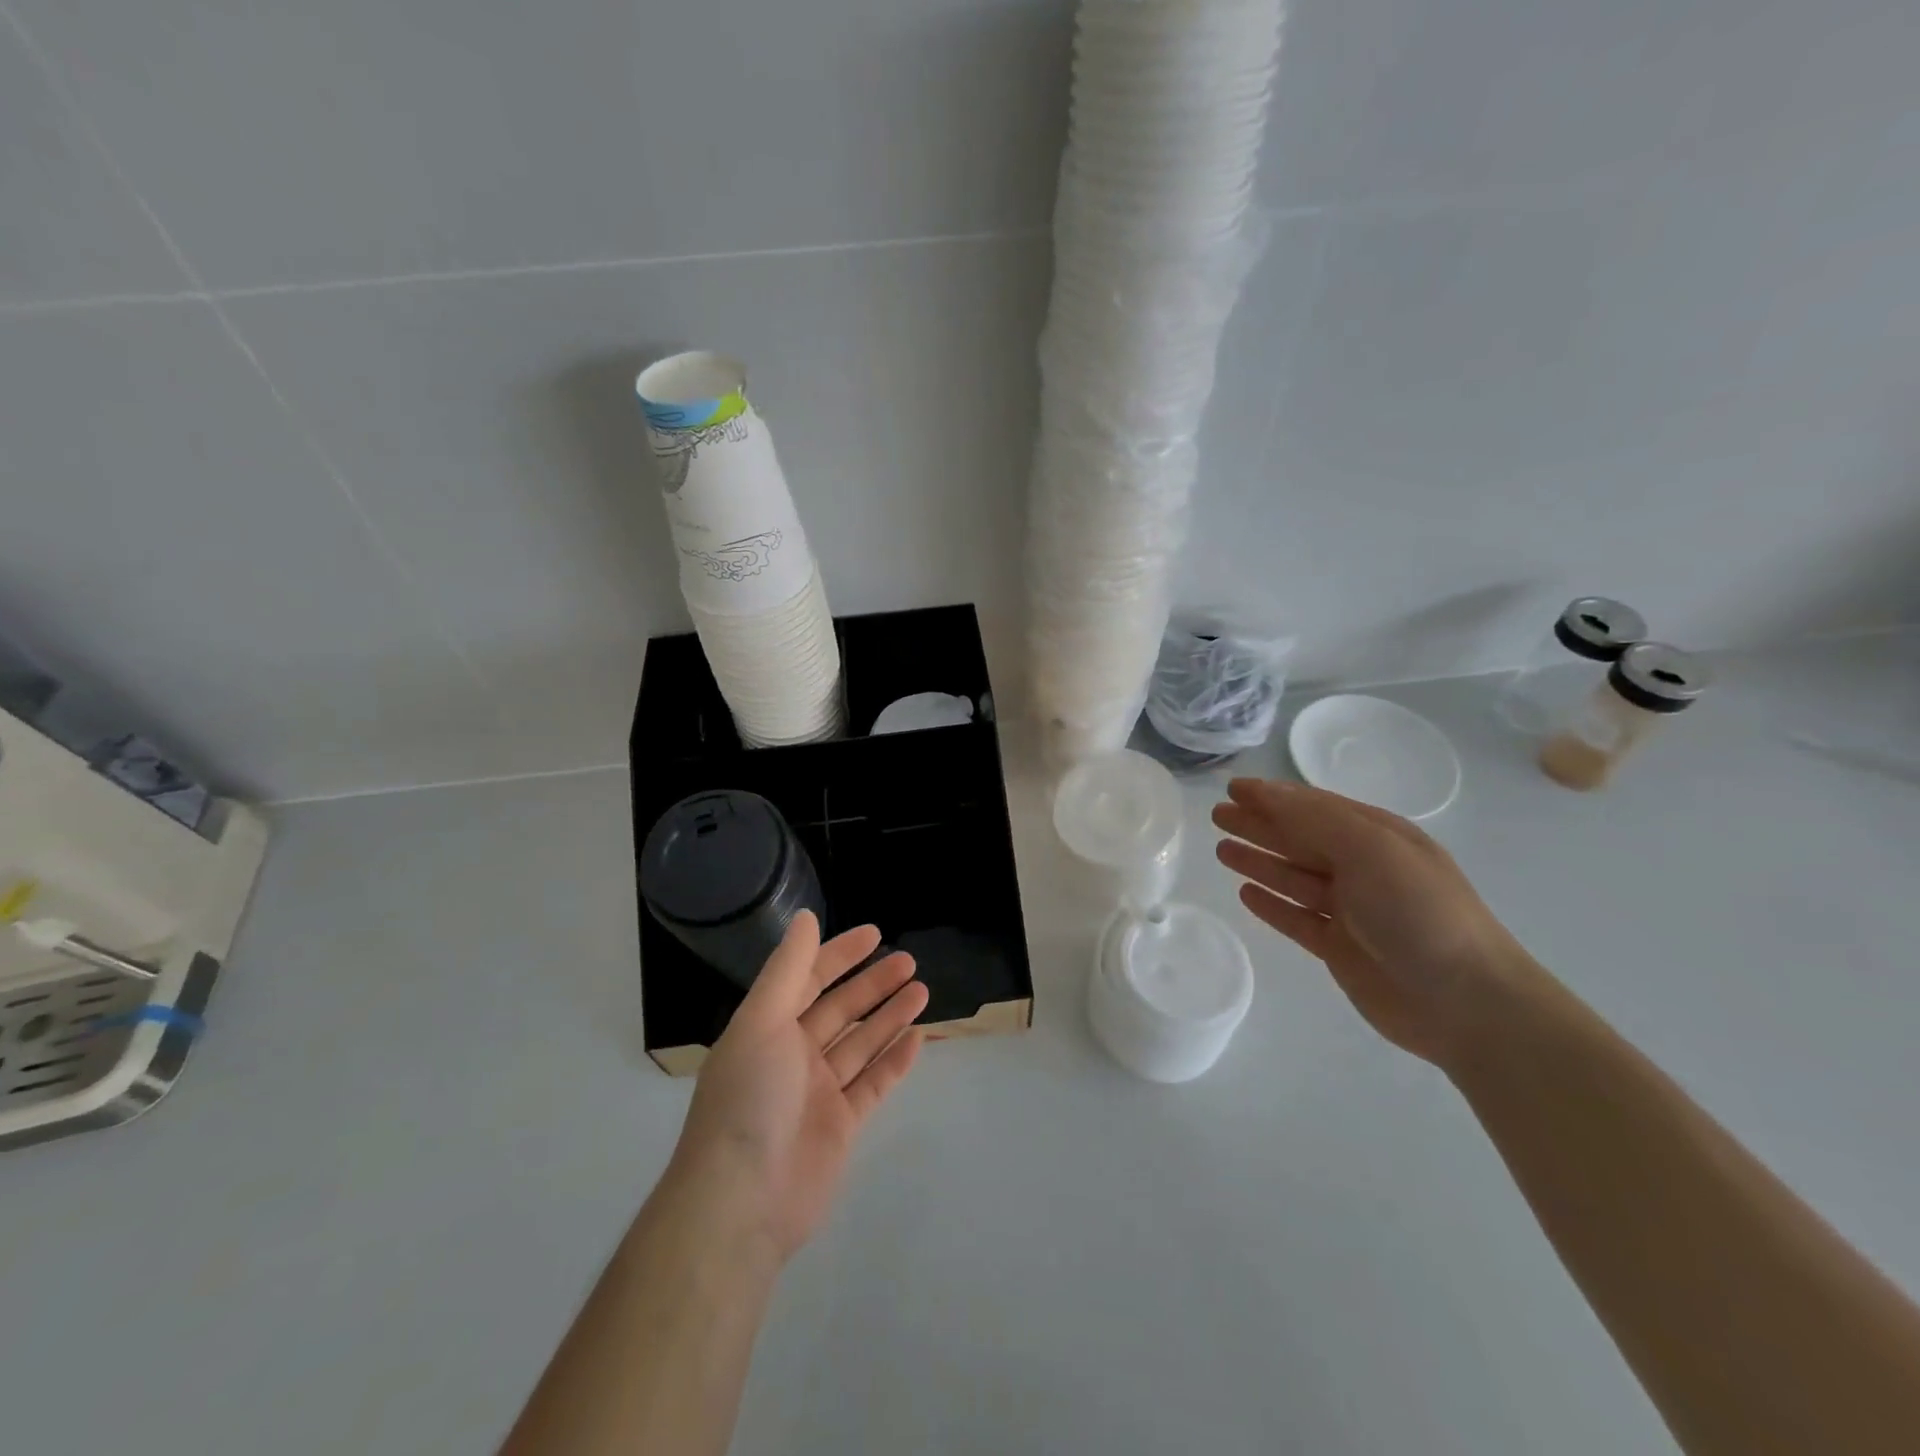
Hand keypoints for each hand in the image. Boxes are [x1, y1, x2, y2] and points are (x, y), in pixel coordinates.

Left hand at [666, 912, 927, 1264]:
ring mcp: (818, 1093)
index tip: (875, 933)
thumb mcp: (762, 1020)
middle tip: (910, 961)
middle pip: (840, 1009)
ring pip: (861, 1043)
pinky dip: (895, 1060)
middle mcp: (792, 1055)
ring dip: (890, 1016)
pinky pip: (873, 1084)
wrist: (742, 1202)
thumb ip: (788, 969)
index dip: (839, 954)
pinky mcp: (841, 1126)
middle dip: (873, 983)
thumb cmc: (749, 1098)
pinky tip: (918, 1037)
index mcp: (768, 1028)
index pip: (808, 979)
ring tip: (923, 990)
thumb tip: (806, 917)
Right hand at [1213, 778, 1542, 1065]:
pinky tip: (1245, 894)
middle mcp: (1363, 869)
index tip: (1232, 788)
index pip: (1314, 807)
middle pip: (1299, 840)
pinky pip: (1296, 918)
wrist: (1467, 1002)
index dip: (1273, 796)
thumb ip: (1315, 819)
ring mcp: (1352, 911)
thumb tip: (1266, 794)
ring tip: (1222, 850)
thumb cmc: (1419, 912)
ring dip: (1259, 861)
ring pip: (1293, 878)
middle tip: (1217, 816)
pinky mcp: (1340, 948)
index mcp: (1378, 837)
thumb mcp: (1371, 849)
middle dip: (1259, 825)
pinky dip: (1271, 904)